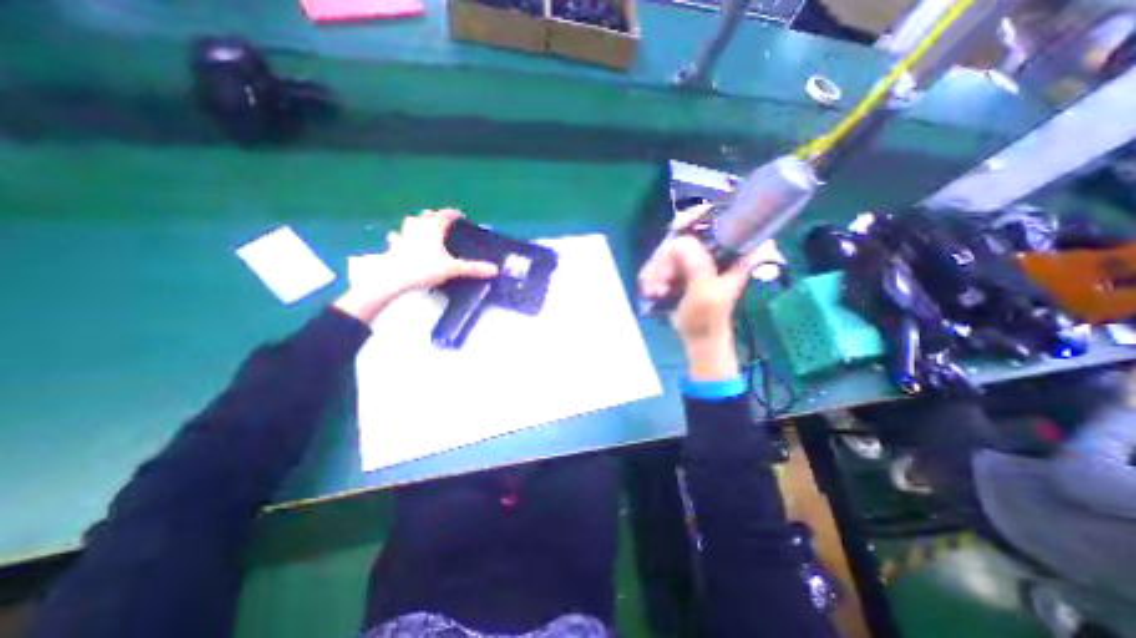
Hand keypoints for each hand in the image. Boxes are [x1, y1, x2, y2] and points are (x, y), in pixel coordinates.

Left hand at [335, 210, 498, 322]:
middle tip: (443, 222)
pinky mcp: (393, 246)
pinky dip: (401, 236)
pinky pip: (396, 237)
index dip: (453, 214)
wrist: (394, 278)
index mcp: (433, 229)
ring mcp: (403, 236)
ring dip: (417, 222)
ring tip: (423, 227)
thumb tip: (495, 269)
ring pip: (410, 221)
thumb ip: (473, 268)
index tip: (460, 216)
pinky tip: (402, 241)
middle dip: (435, 216)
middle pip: (427, 215)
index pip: (445, 215)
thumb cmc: (425, 269)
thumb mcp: (453, 269)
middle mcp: (418, 228)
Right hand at [637, 233, 762, 381]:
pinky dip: (653, 275)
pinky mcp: (681, 271)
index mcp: (730, 253)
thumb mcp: (705, 294)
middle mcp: (712, 251)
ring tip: (653, 291)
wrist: (699, 339)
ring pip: (668, 251)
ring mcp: (695, 261)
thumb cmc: (707, 319)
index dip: (695, 217)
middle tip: (659, 281)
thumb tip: (680, 241)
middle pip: (682, 236)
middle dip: (665, 258)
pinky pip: (661, 263)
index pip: (716, 219)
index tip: (675, 228)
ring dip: (656, 270)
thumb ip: (697, 266)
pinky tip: (652, 290)